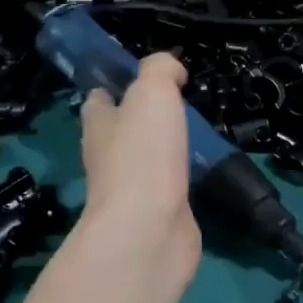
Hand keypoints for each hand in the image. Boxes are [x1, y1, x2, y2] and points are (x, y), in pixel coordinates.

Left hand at [77, 53, 201, 288]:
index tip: (140, 78)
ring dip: (167, 148)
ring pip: (149, 160)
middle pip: (122, 131)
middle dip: (144, 118)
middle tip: (179, 102)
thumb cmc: (143, 155)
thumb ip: (160, 71)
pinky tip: (204, 168)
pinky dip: (185, 177)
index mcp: (100, 126)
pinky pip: (172, 187)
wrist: (149, 231)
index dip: (114, 87)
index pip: (98, 101)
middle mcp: (110, 158)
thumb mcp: (152, 93)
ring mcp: (134, 190)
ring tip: (198, 132)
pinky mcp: (159, 214)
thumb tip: (172, 70)